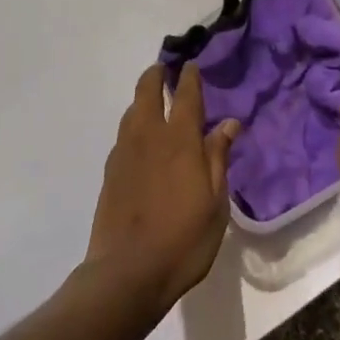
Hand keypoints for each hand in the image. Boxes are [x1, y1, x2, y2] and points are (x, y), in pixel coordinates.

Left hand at [84, 64, 240, 318]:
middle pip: (147, 91)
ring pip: (131, 111)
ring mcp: (125, 153)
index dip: (190, 77)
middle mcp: (149, 137)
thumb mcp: (215, 202)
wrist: (126, 274)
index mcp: (180, 140)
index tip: (192, 64)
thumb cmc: (183, 240)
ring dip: (142, 99)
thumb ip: (218, 158)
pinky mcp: (110, 173)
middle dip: (156, 75)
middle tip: (164, 69)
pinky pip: (123, 135)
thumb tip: (229, 123)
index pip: (185, 95)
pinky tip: (140, 139)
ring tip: (153, 100)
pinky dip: (133, 125)